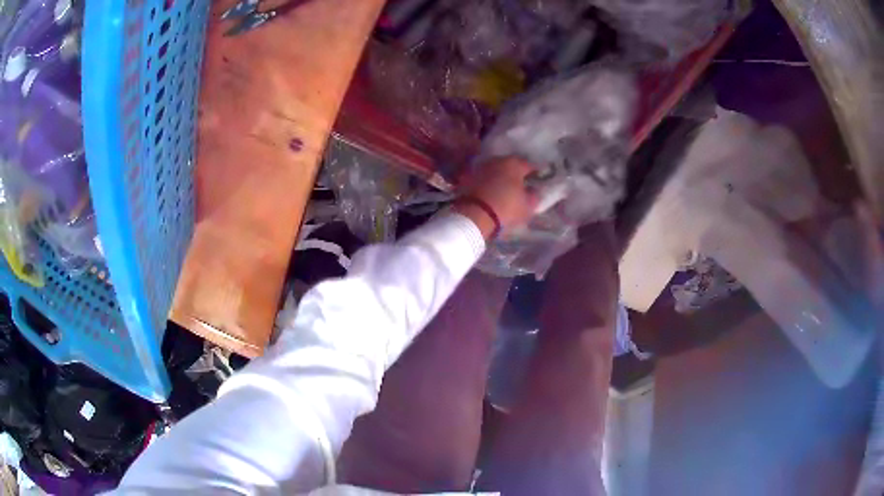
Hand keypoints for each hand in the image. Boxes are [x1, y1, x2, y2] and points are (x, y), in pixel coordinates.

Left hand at [454, 157, 539, 237]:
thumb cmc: (507, 208)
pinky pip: (483, 178)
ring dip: (500, 176)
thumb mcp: (527, 206)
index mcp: (514, 164)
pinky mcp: (468, 178)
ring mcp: (481, 168)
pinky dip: (488, 183)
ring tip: (505, 188)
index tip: (538, 178)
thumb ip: (533, 196)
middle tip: (521, 182)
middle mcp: (496, 161)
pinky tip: (491, 192)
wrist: (475, 215)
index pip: (528, 165)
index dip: (535, 172)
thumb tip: (533, 191)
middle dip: (516, 172)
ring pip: (495, 170)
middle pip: (510, 165)